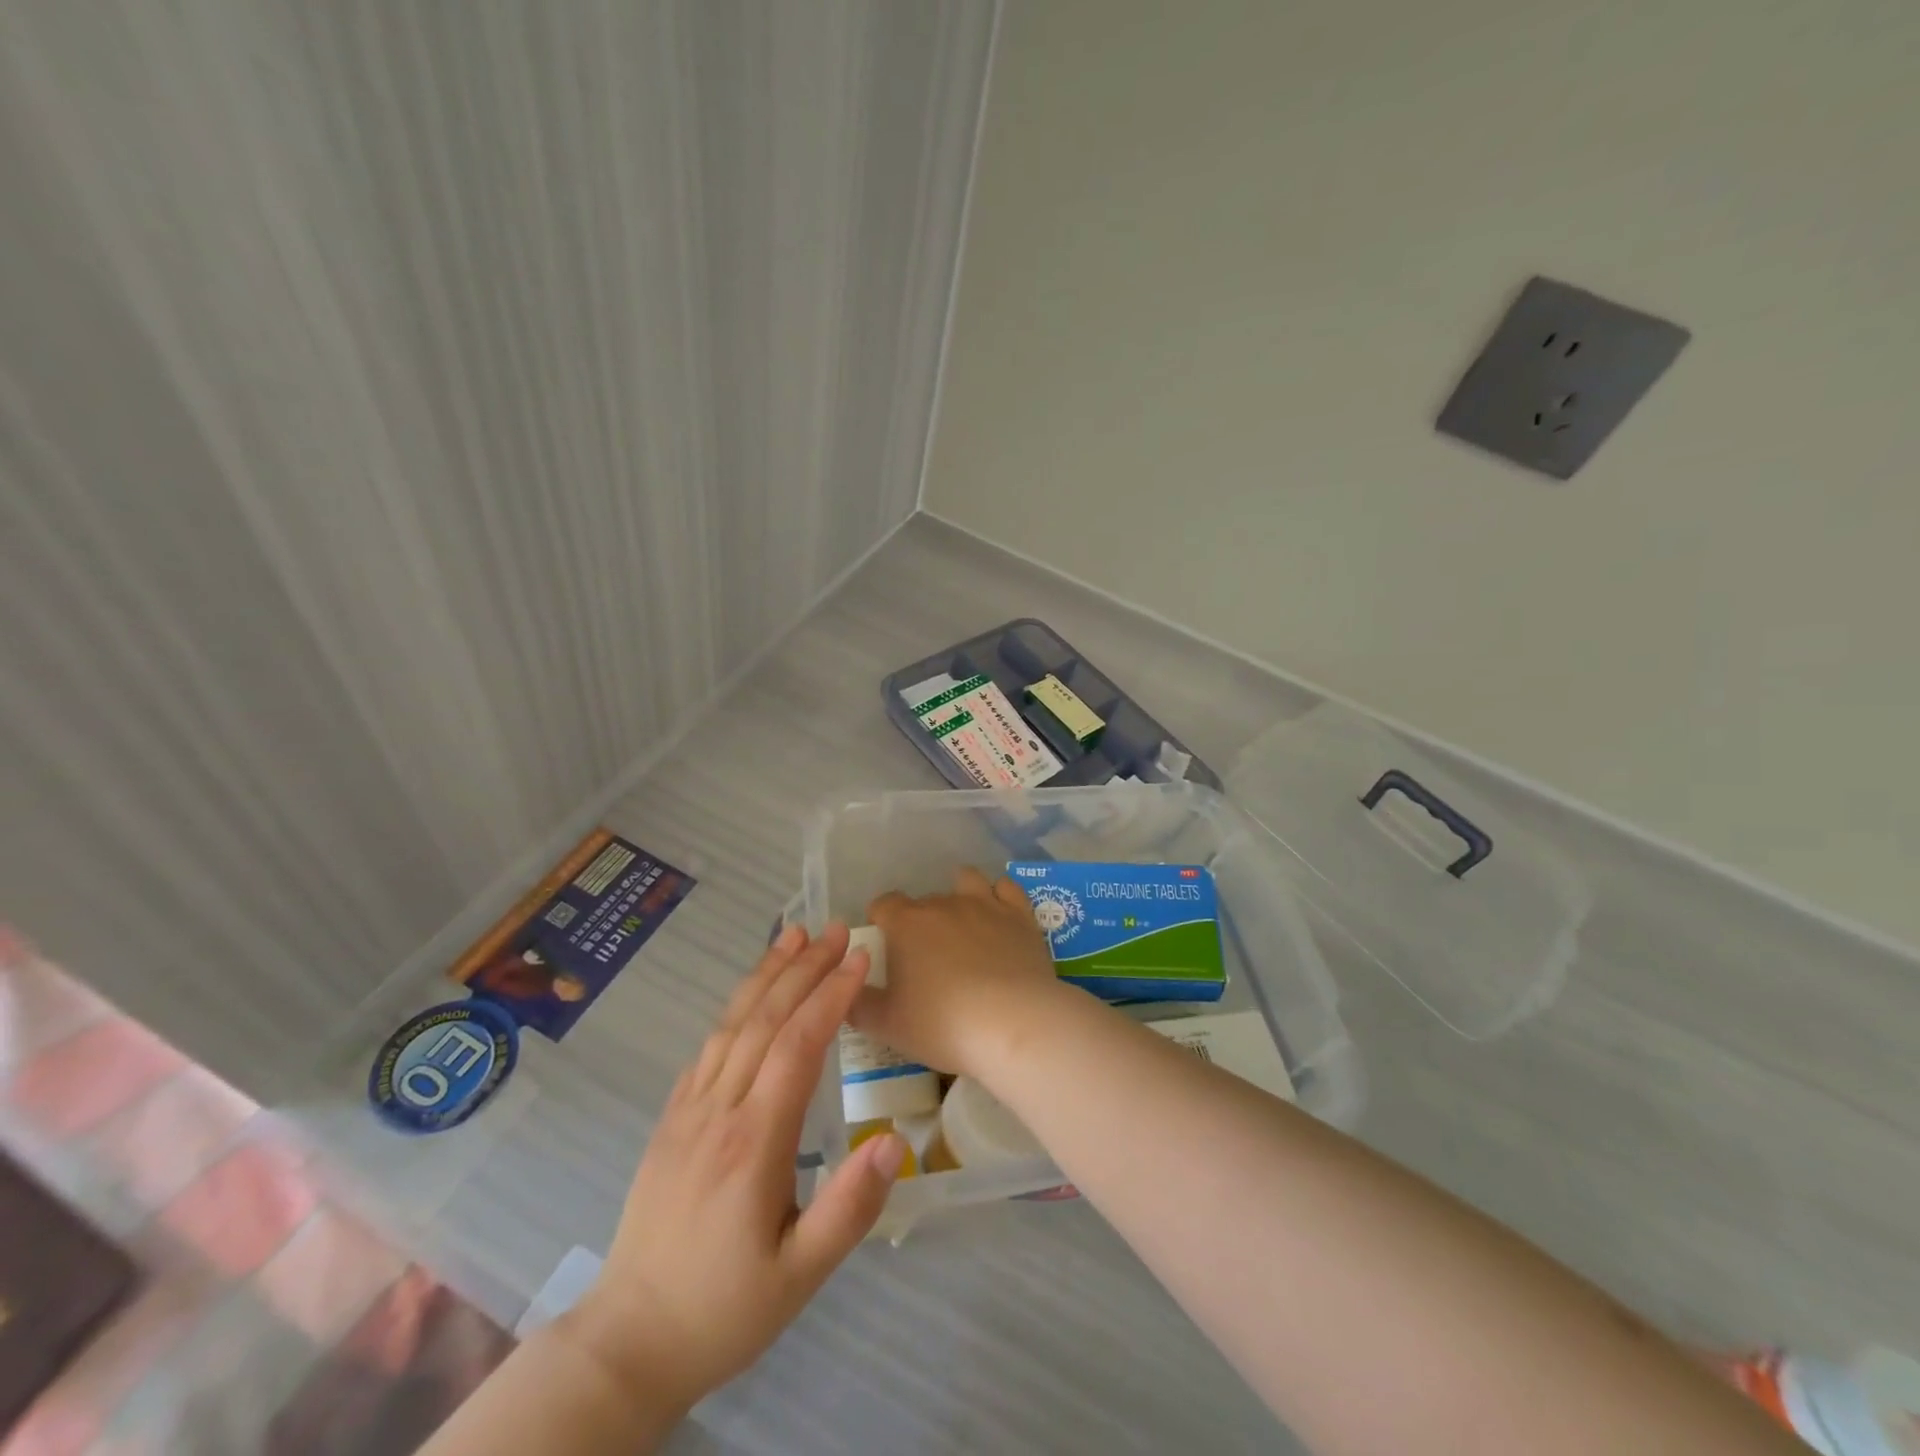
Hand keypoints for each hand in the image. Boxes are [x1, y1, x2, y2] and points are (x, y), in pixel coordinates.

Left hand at [562, 923, 908, 1416]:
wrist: (628, 1342)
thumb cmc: (725, 1309)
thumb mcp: (801, 1276)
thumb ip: (849, 1209)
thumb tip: (892, 1143)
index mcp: (753, 1142)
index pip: (797, 1046)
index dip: (830, 996)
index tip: (860, 958)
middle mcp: (718, 1111)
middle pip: (764, 1020)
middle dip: (803, 967)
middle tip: (836, 928)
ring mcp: (688, 1111)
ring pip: (731, 1024)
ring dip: (766, 975)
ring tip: (794, 936)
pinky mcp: (670, 1120)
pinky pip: (707, 1048)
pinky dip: (735, 1008)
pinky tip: (751, 995)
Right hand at [853, 867, 1066, 1081]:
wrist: (1013, 1024)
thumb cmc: (942, 1025)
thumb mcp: (886, 1025)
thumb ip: (858, 1003)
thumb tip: (847, 988)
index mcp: (906, 924)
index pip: (883, 904)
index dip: (880, 920)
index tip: (885, 945)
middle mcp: (943, 903)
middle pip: (923, 900)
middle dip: (920, 921)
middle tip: (926, 957)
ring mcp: (984, 904)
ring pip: (966, 880)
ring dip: (959, 895)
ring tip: (962, 925)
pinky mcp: (1019, 914)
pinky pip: (1006, 888)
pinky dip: (999, 896)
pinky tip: (998, 915)